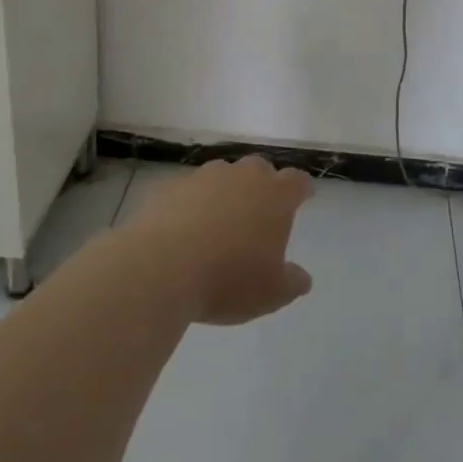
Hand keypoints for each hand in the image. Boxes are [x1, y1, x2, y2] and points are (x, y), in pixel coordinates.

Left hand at [127, 157, 314, 324]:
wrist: (160, 268)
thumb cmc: (228, 279)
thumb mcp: (271, 293)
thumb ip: (292, 282)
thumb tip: (302, 278)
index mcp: (274, 195)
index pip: (297, 181)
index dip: (300, 189)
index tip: (302, 198)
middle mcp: (241, 176)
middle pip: (259, 168)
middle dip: (262, 185)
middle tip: (258, 213)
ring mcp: (203, 178)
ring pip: (221, 175)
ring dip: (224, 192)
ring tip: (218, 223)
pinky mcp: (169, 187)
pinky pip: (187, 191)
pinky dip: (190, 204)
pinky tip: (183, 231)